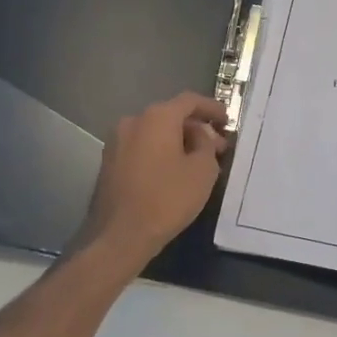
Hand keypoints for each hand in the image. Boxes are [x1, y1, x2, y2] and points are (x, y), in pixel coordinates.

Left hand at [77, 93, 229, 265]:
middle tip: (217, 147)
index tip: (227, 121)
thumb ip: (206, 144)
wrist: (120, 235)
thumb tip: (199, 135)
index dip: (211, 108)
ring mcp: (117, 141)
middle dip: (196, 128)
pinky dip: (159, 152)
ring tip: (197, 161)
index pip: (189, 101)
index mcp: (157, 117)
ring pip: (155, 132)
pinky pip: (141, 147)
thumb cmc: (167, 199)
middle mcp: (133, 121)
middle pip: (171, 116)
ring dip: (177, 141)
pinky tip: (173, 171)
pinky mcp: (109, 161)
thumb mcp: (202, 171)